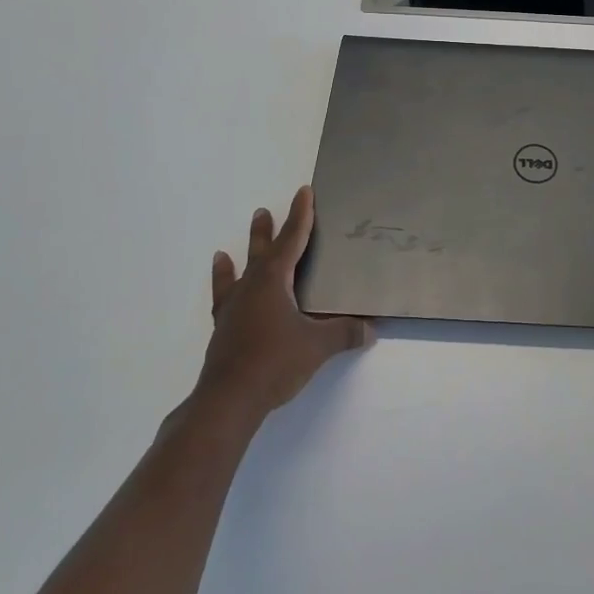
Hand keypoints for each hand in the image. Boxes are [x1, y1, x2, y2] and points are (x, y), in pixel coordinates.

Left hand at [186, 187, 372, 434]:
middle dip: (266, 231)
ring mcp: (233, 309)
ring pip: (238, 274)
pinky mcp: (223, 330)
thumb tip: (371, 329)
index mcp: (274, 281)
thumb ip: (345, 333)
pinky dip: (222, 293)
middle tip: (263, 211)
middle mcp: (251, 287)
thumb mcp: (317, 346)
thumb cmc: (275, 363)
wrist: (228, 400)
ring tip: (225, 252)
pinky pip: (223, 302)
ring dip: (237, 261)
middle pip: (262, 252)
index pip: (292, 240)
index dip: (300, 216)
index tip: (304, 192)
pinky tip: (224, 294)